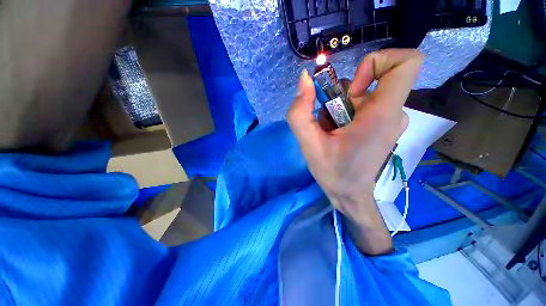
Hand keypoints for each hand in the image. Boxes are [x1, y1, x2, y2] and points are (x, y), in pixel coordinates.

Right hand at [287, 49, 422, 254]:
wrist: (350, 195)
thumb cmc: (332, 173)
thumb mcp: (308, 144)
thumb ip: (300, 112)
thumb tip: (304, 79)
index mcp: (382, 115)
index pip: (406, 62)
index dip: (376, 62)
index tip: (350, 88)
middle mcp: (393, 112)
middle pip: (365, 83)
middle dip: (336, 100)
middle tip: (326, 126)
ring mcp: (390, 119)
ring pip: (358, 96)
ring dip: (335, 110)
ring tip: (329, 134)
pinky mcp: (383, 124)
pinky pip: (360, 106)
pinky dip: (342, 116)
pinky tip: (336, 135)